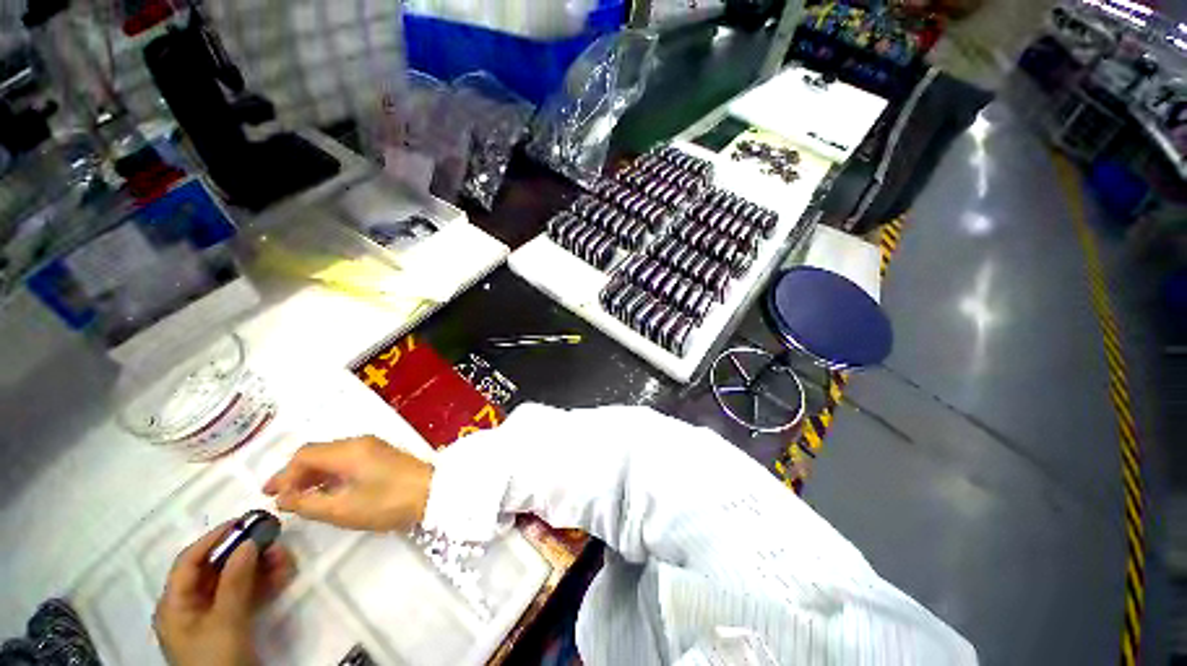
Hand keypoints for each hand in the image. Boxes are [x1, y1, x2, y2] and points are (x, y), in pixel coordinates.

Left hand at [154, 523, 295, 665]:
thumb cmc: (216, 659)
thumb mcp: (225, 622)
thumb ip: (235, 581)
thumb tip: (248, 541)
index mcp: (175, 604)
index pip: (190, 561)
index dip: (214, 538)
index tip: (244, 521)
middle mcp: (190, 605)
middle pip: (215, 569)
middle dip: (245, 552)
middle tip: (274, 538)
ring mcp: (212, 614)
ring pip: (235, 580)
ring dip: (260, 566)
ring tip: (284, 557)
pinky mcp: (231, 622)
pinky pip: (246, 594)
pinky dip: (263, 582)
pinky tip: (282, 574)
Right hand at [263, 436, 433, 531]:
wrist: (432, 492)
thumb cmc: (388, 502)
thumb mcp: (343, 509)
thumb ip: (309, 504)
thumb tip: (283, 498)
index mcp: (349, 450)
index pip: (305, 455)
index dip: (284, 474)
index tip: (270, 496)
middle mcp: (359, 442)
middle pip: (318, 452)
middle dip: (296, 473)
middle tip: (280, 497)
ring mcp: (373, 447)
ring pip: (332, 456)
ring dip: (313, 474)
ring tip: (298, 498)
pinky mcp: (382, 455)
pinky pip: (347, 459)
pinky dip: (331, 473)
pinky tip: (325, 491)